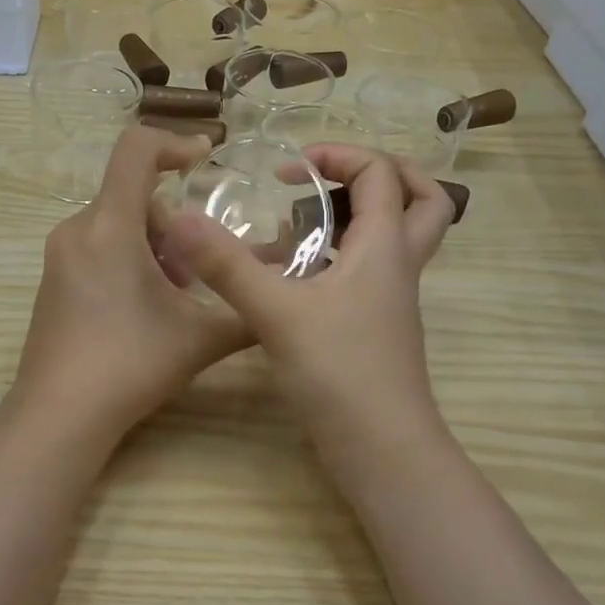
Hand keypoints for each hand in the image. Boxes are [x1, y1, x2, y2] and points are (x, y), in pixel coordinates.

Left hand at [10, 127, 252, 438]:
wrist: (59, 414)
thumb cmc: (130, 365)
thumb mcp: (200, 338)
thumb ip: (248, 312)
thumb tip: (286, 295)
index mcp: (109, 227)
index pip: (135, 150)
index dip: (175, 142)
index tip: (206, 159)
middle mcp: (77, 230)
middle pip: (131, 194)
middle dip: (173, 222)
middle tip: (195, 269)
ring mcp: (59, 256)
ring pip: (115, 223)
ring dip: (152, 244)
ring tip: (174, 294)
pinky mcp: (52, 281)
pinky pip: (96, 246)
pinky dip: (127, 258)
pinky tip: (143, 308)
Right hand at [160, 146, 454, 441]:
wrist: (381, 448)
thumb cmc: (339, 372)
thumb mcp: (276, 312)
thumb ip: (227, 265)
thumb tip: (180, 219)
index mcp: (384, 247)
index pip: (380, 174)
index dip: (339, 156)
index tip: (289, 171)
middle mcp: (397, 266)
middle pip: (424, 201)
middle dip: (384, 174)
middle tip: (334, 176)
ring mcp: (392, 300)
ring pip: (400, 239)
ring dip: (364, 215)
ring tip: (311, 219)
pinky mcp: (378, 328)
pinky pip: (373, 272)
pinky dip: (345, 256)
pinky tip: (300, 275)